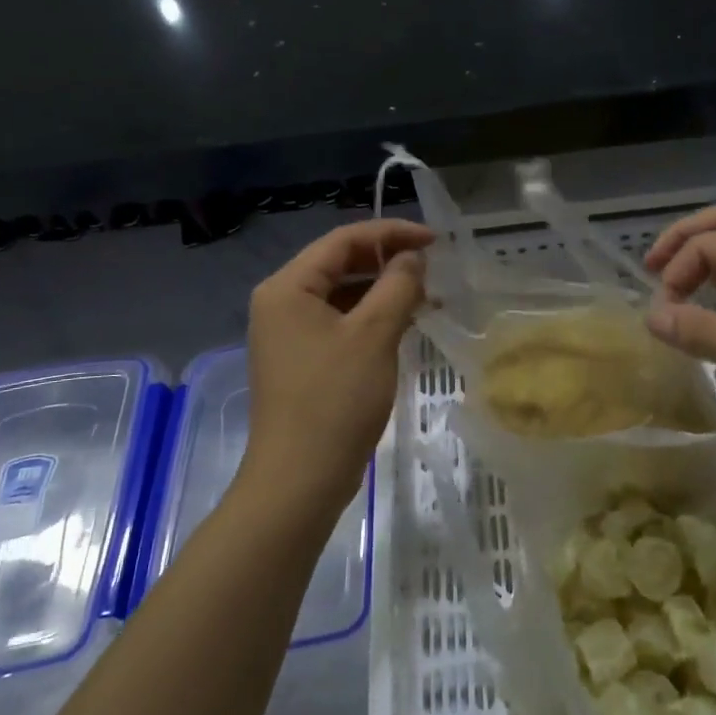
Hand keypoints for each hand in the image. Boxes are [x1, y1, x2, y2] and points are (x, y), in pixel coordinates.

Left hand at [241, 219, 433, 519]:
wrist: (299, 481)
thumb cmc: (336, 400)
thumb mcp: (374, 335)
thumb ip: (397, 285)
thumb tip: (412, 257)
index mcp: (288, 287)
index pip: (343, 240)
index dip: (391, 233)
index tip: (435, 240)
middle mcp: (281, 303)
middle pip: (339, 264)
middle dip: (387, 262)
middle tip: (433, 269)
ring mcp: (288, 334)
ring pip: (341, 295)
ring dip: (382, 291)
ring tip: (427, 297)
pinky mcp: (301, 361)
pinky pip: (339, 323)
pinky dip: (370, 318)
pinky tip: (403, 325)